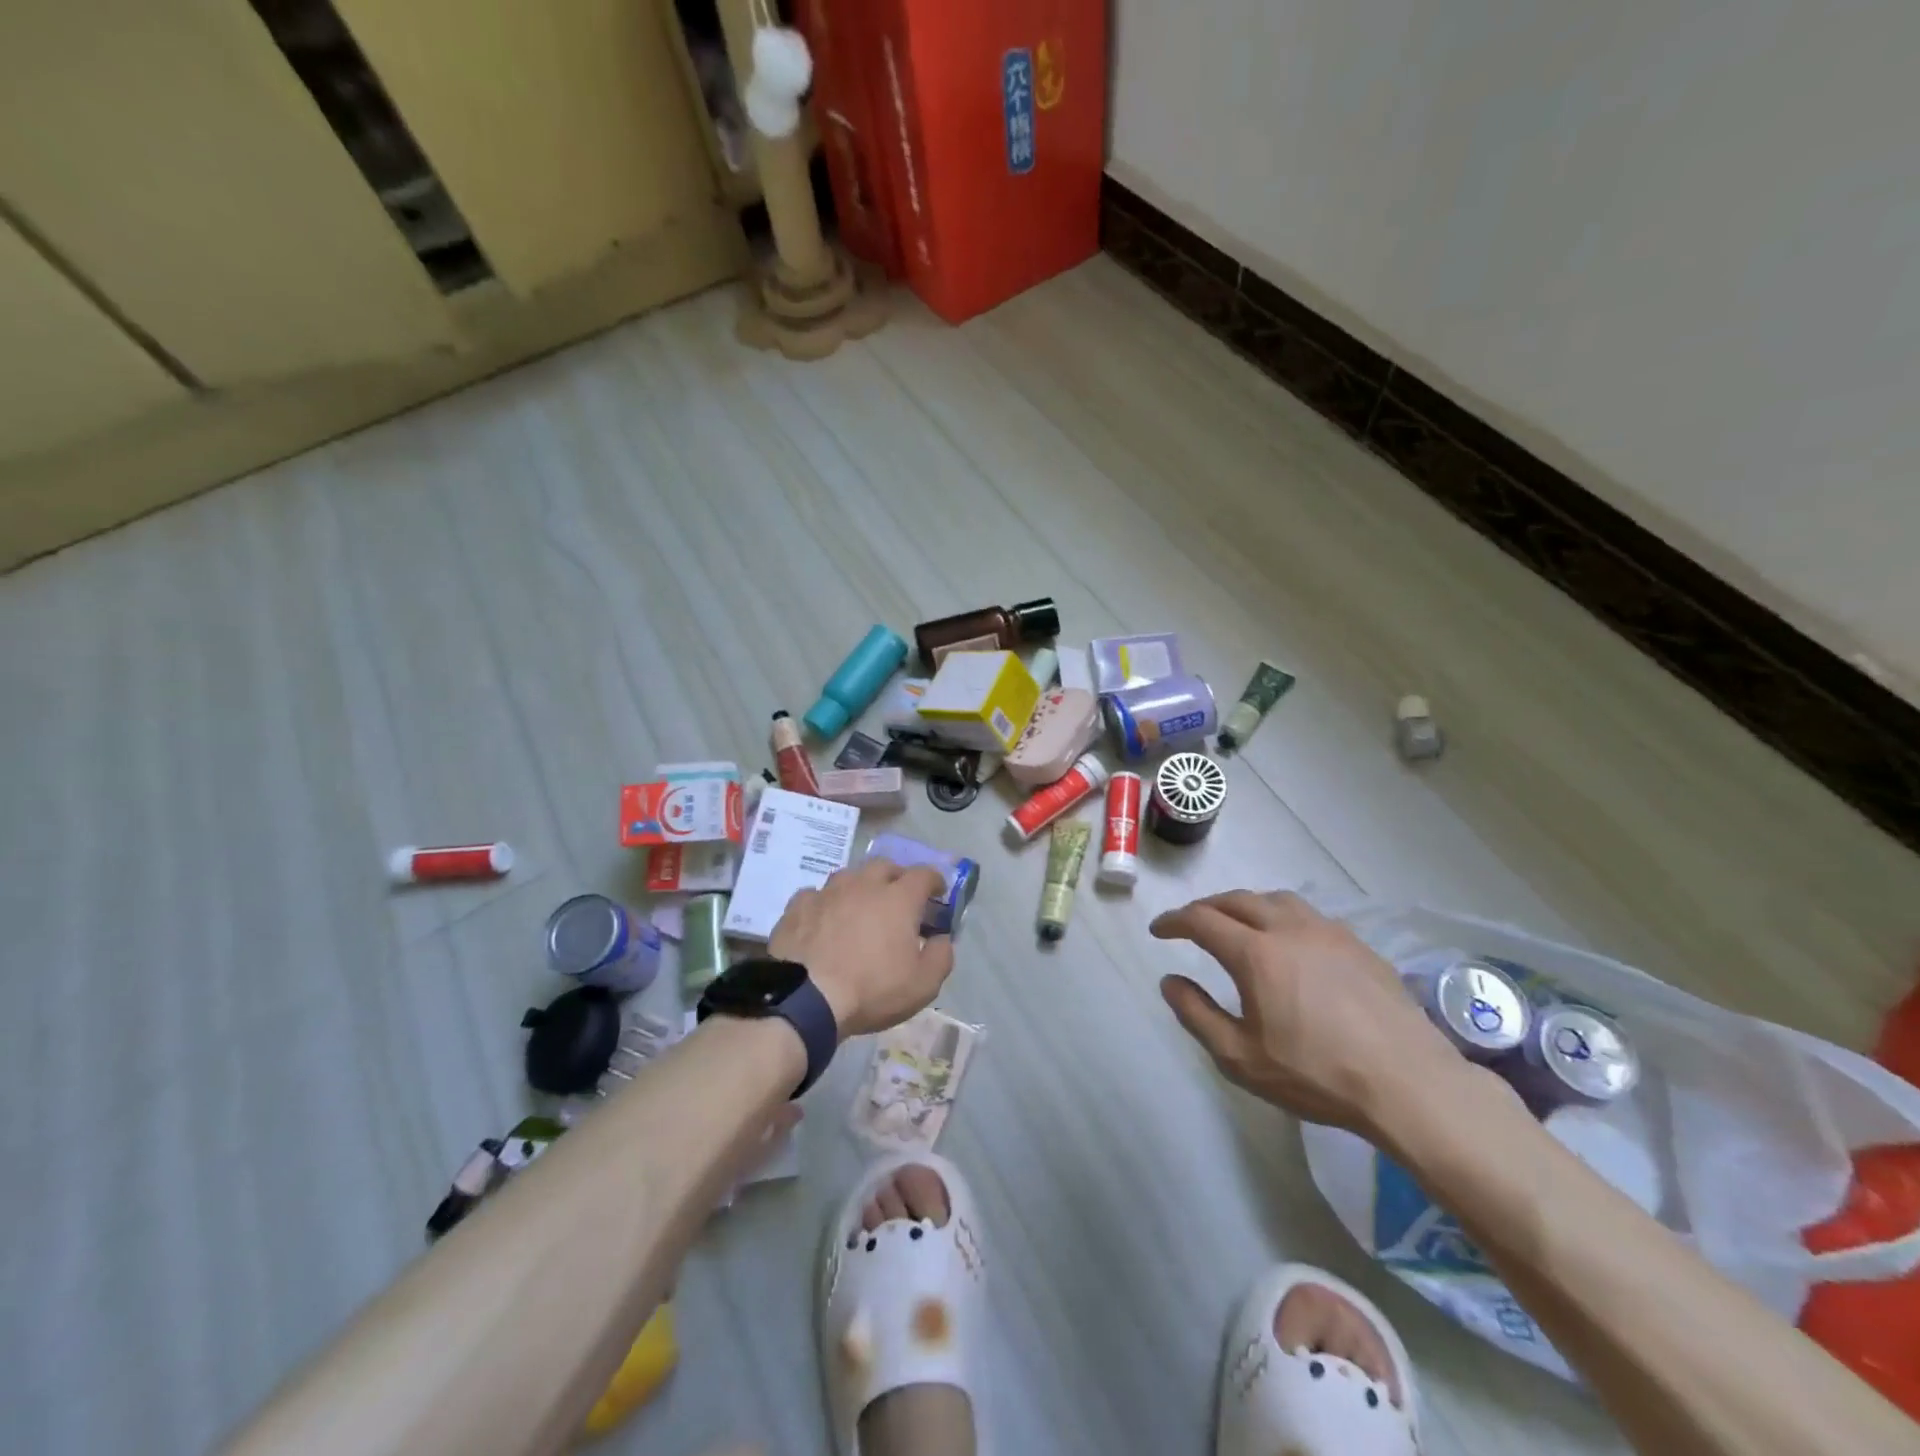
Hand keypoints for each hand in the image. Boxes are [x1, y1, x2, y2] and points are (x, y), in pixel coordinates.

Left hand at [769, 858, 954, 1039]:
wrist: (805, 999)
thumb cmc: (871, 990)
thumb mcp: (923, 984)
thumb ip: (941, 956)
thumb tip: (941, 938)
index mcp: (898, 898)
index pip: (923, 874)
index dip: (934, 880)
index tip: (937, 892)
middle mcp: (863, 885)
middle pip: (884, 866)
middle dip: (896, 877)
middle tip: (898, 898)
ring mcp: (827, 892)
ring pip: (848, 876)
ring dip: (859, 886)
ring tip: (859, 907)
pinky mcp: (798, 906)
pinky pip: (816, 895)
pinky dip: (826, 903)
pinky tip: (823, 919)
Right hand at [1152, 890, 1460, 1136]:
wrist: (1409, 1084)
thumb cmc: (1317, 1074)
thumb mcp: (1240, 1057)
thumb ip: (1196, 1014)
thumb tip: (1170, 981)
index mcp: (1255, 953)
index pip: (1201, 920)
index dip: (1174, 921)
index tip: (1158, 930)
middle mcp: (1288, 928)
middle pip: (1236, 899)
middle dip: (1206, 907)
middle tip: (1191, 923)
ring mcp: (1328, 932)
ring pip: (1276, 899)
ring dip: (1246, 905)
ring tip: (1239, 923)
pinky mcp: (1358, 945)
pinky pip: (1309, 915)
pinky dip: (1283, 916)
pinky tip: (1290, 942)